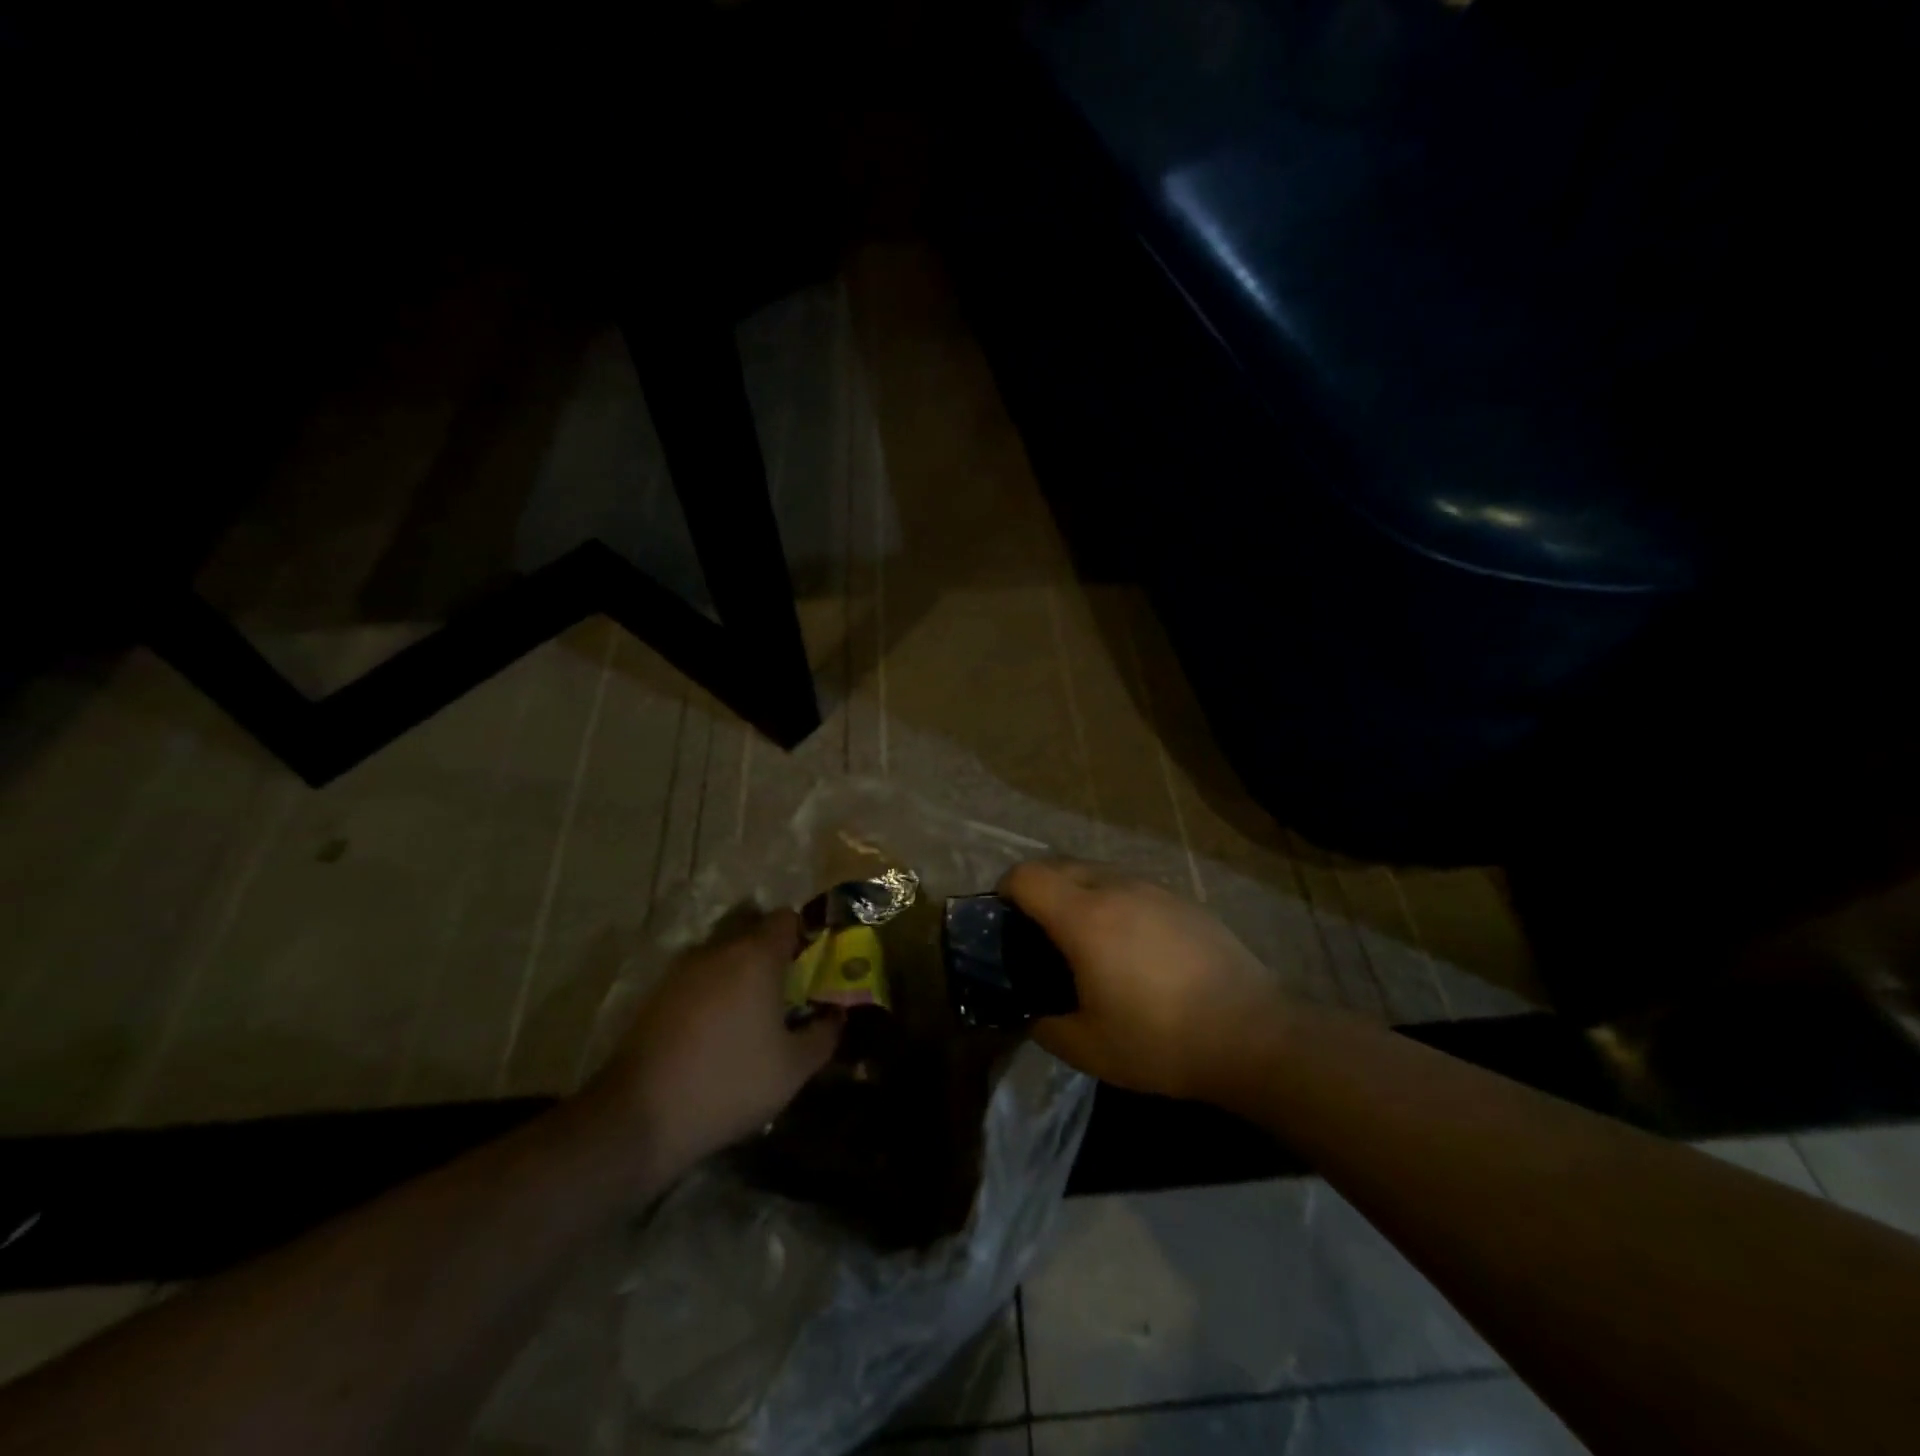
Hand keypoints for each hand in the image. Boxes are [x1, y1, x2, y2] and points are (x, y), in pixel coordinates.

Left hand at [587, 907, 841, 1177]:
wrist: (639, 1117)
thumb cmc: (729, 1083)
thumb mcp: (793, 1068)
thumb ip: (824, 1034)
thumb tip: (836, 1015)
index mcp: (756, 955)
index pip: (786, 918)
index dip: (804, 935)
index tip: (813, 965)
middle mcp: (718, 949)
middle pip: (752, 927)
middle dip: (771, 949)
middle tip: (786, 987)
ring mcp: (682, 969)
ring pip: (721, 951)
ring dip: (739, 969)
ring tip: (752, 1011)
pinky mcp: (657, 993)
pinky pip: (698, 976)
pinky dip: (713, 989)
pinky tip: (717, 1028)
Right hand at [1002, 861, 1288, 1101]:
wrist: (1253, 1034)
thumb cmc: (1161, 1041)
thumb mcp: (1088, 1048)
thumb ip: (1045, 1024)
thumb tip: (1035, 1012)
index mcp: (1084, 917)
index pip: (1027, 875)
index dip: (1005, 891)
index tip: (1005, 922)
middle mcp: (1116, 888)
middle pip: (1059, 864)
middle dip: (1038, 889)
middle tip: (1040, 934)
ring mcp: (1153, 889)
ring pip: (1097, 871)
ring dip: (1077, 892)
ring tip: (1086, 939)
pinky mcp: (1182, 900)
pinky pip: (1130, 886)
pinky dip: (1113, 901)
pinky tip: (1132, 945)